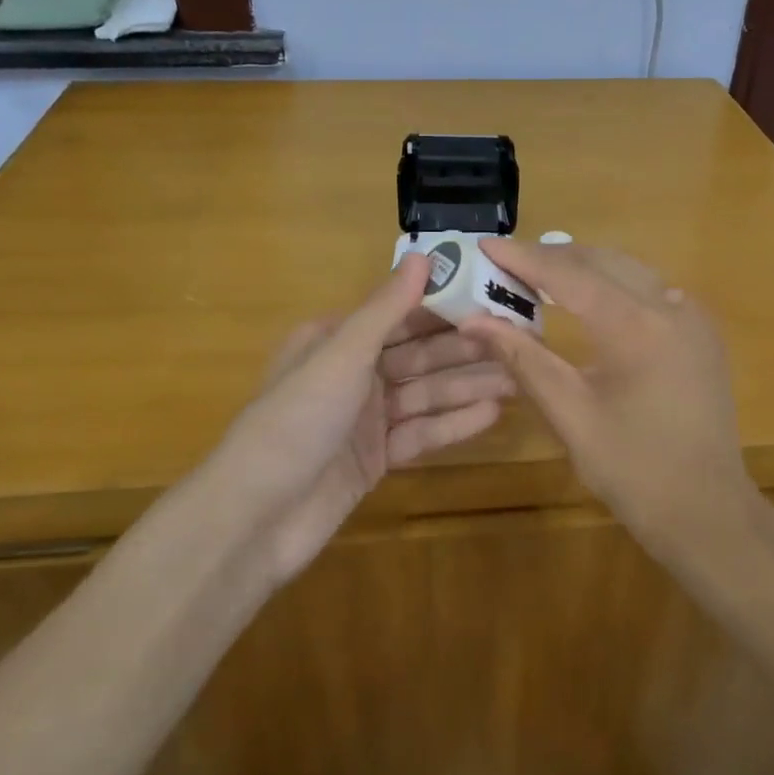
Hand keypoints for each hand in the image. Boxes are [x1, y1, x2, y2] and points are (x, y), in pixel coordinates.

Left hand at [204, 254, 513, 584]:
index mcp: (334, 340)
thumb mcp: (341, 356)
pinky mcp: (374, 459)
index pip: (400, 315)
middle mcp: (350, 374)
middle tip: (517, 344)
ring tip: (516, 379)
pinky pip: (419, 434)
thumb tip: (423, 256)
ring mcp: (363, 419)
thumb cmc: (295, 420)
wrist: (256, 518)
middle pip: (417, 356)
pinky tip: (491, 415)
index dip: (446, 308)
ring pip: (423, 395)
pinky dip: (451, 425)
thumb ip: (385, 310)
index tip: (493, 301)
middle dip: (464, 351)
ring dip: (466, 387)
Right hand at [459, 239, 755, 546]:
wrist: (708, 512)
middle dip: (549, 257)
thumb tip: (473, 321)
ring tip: (536, 275)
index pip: (568, 274)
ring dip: (581, 267)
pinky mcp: (701, 332)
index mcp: (636, 326)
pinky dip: (612, 284)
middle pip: (599, 261)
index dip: (523, 258)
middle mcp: (669, 305)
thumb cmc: (634, 471)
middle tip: (504, 263)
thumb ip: (523, 359)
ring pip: (627, 270)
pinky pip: (650, 289)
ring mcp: (692, 316)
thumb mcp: (570, 415)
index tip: (485, 245)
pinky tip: (588, 298)